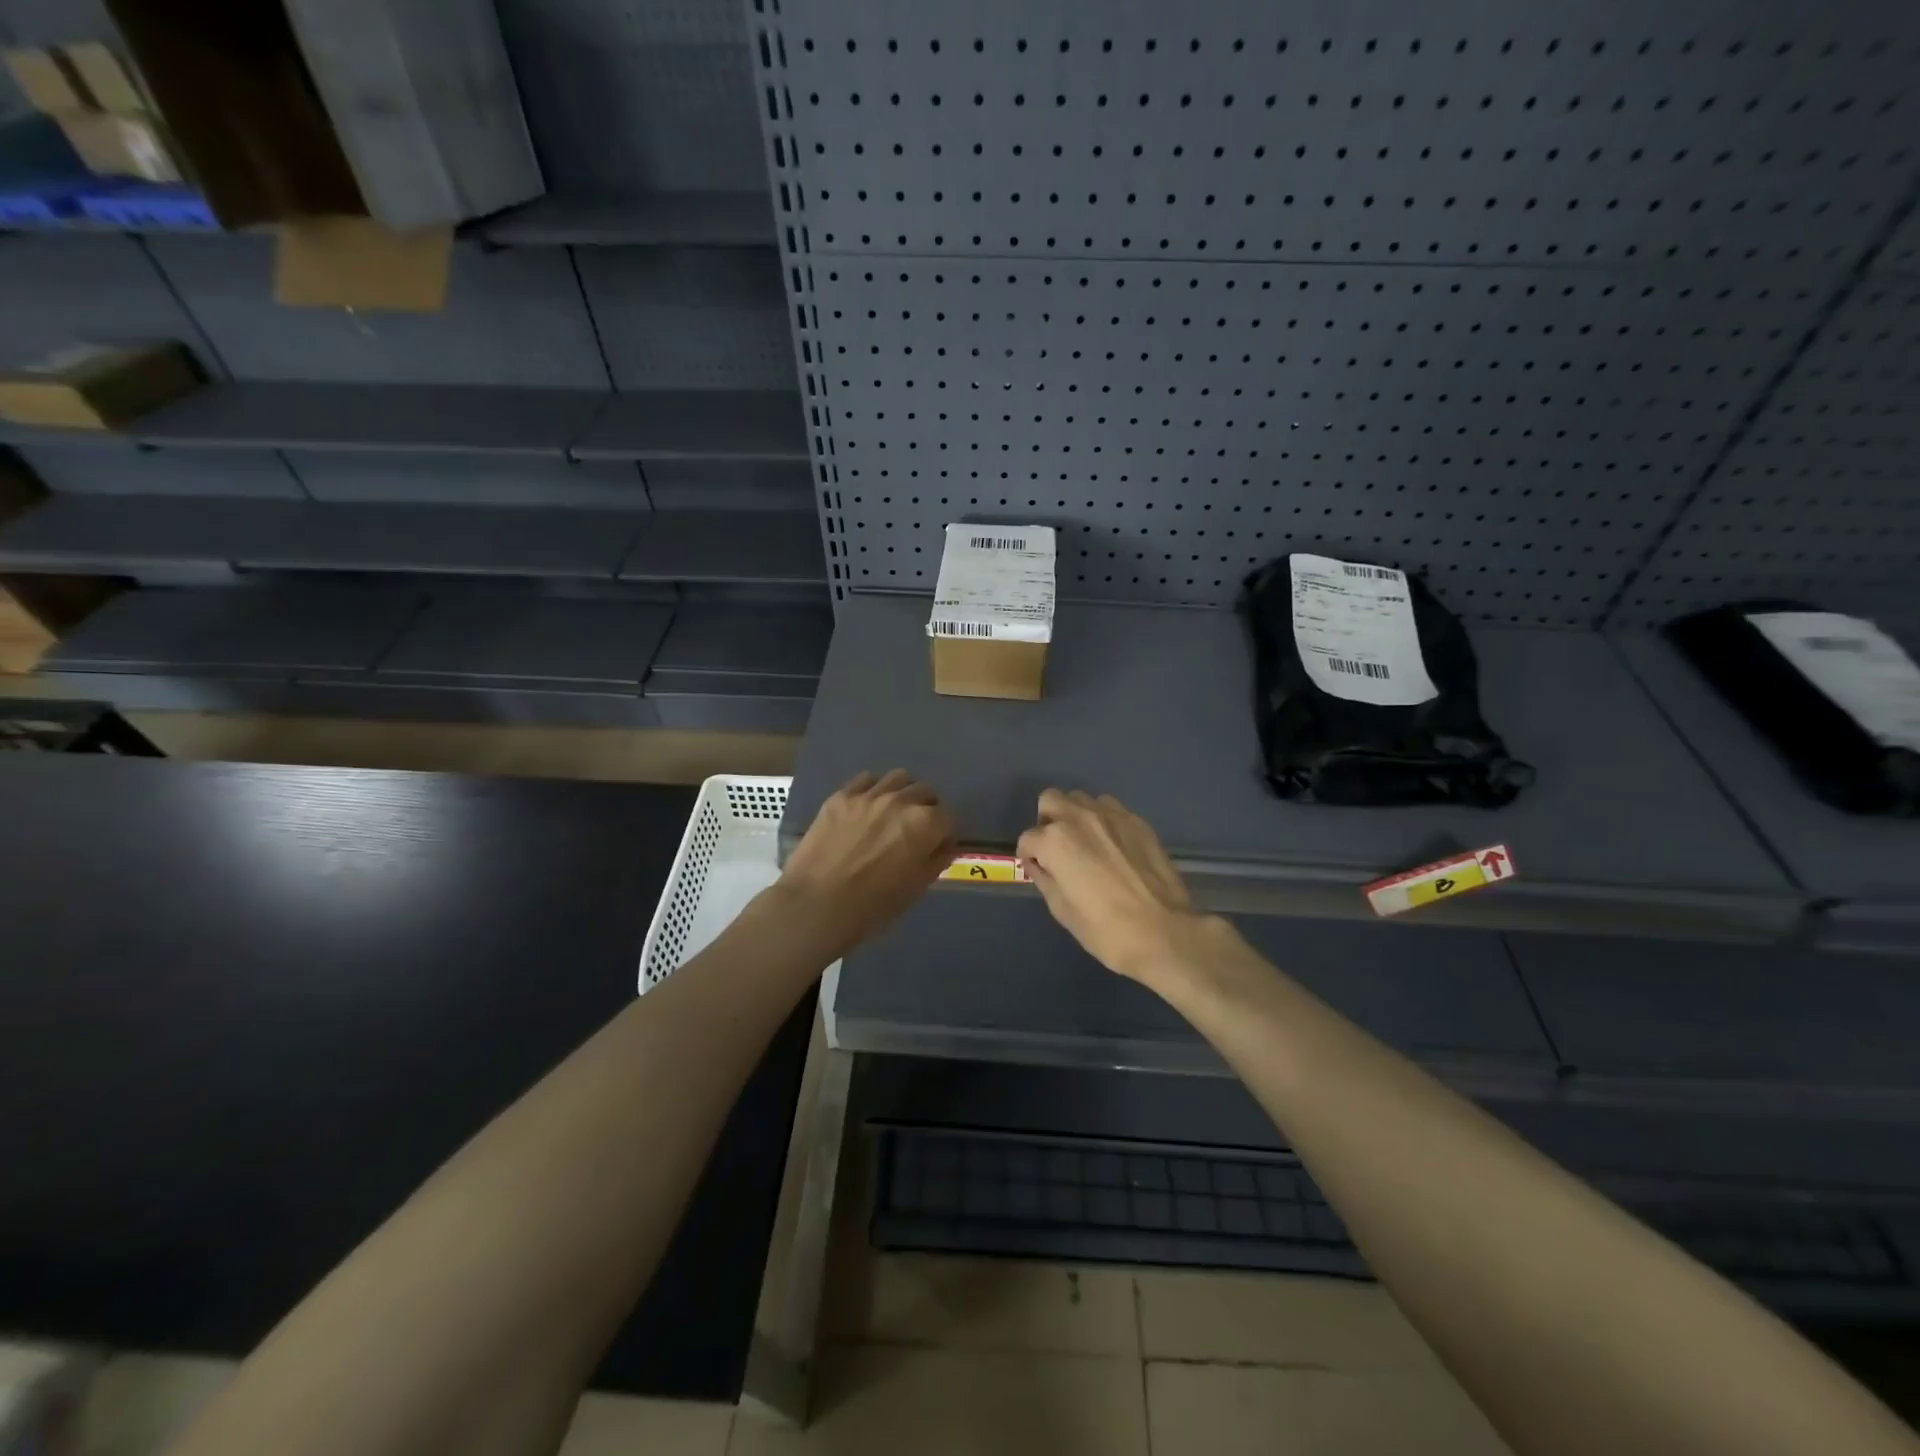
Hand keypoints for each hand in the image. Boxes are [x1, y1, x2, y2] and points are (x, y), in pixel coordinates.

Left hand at [776, 770, 955, 958]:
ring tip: (893, 813)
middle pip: (926, 792)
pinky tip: (866, 808)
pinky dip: (873, 789)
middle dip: (927, 809)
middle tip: (915, 830)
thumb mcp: (915, 889)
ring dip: (903, 793)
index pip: (949, 817)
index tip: (937, 845)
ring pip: (898, 778)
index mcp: (925, 825)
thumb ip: (935, 861)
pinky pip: (866, 780)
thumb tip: (944, 846)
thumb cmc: (872, 907)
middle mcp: (901, 801)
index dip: (945, 833)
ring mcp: (869, 795)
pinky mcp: (841, 796)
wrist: (815, 905)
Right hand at [1016, 789, 1211, 986]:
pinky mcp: (1138, 821)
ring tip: (1087, 844)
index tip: (1039, 870)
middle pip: (1050, 801)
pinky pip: (1110, 808)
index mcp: (1055, 841)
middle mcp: (1079, 817)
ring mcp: (1111, 815)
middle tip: (1057, 849)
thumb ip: (1045, 879)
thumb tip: (1039, 865)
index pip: (1028, 839)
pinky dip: (1103, 821)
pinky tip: (1113, 847)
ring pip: (1081, 800)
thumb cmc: (1105, 930)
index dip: (1029, 857)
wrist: (1164, 933)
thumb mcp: (1062, 911)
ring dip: (1076, 817)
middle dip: (1048, 822)